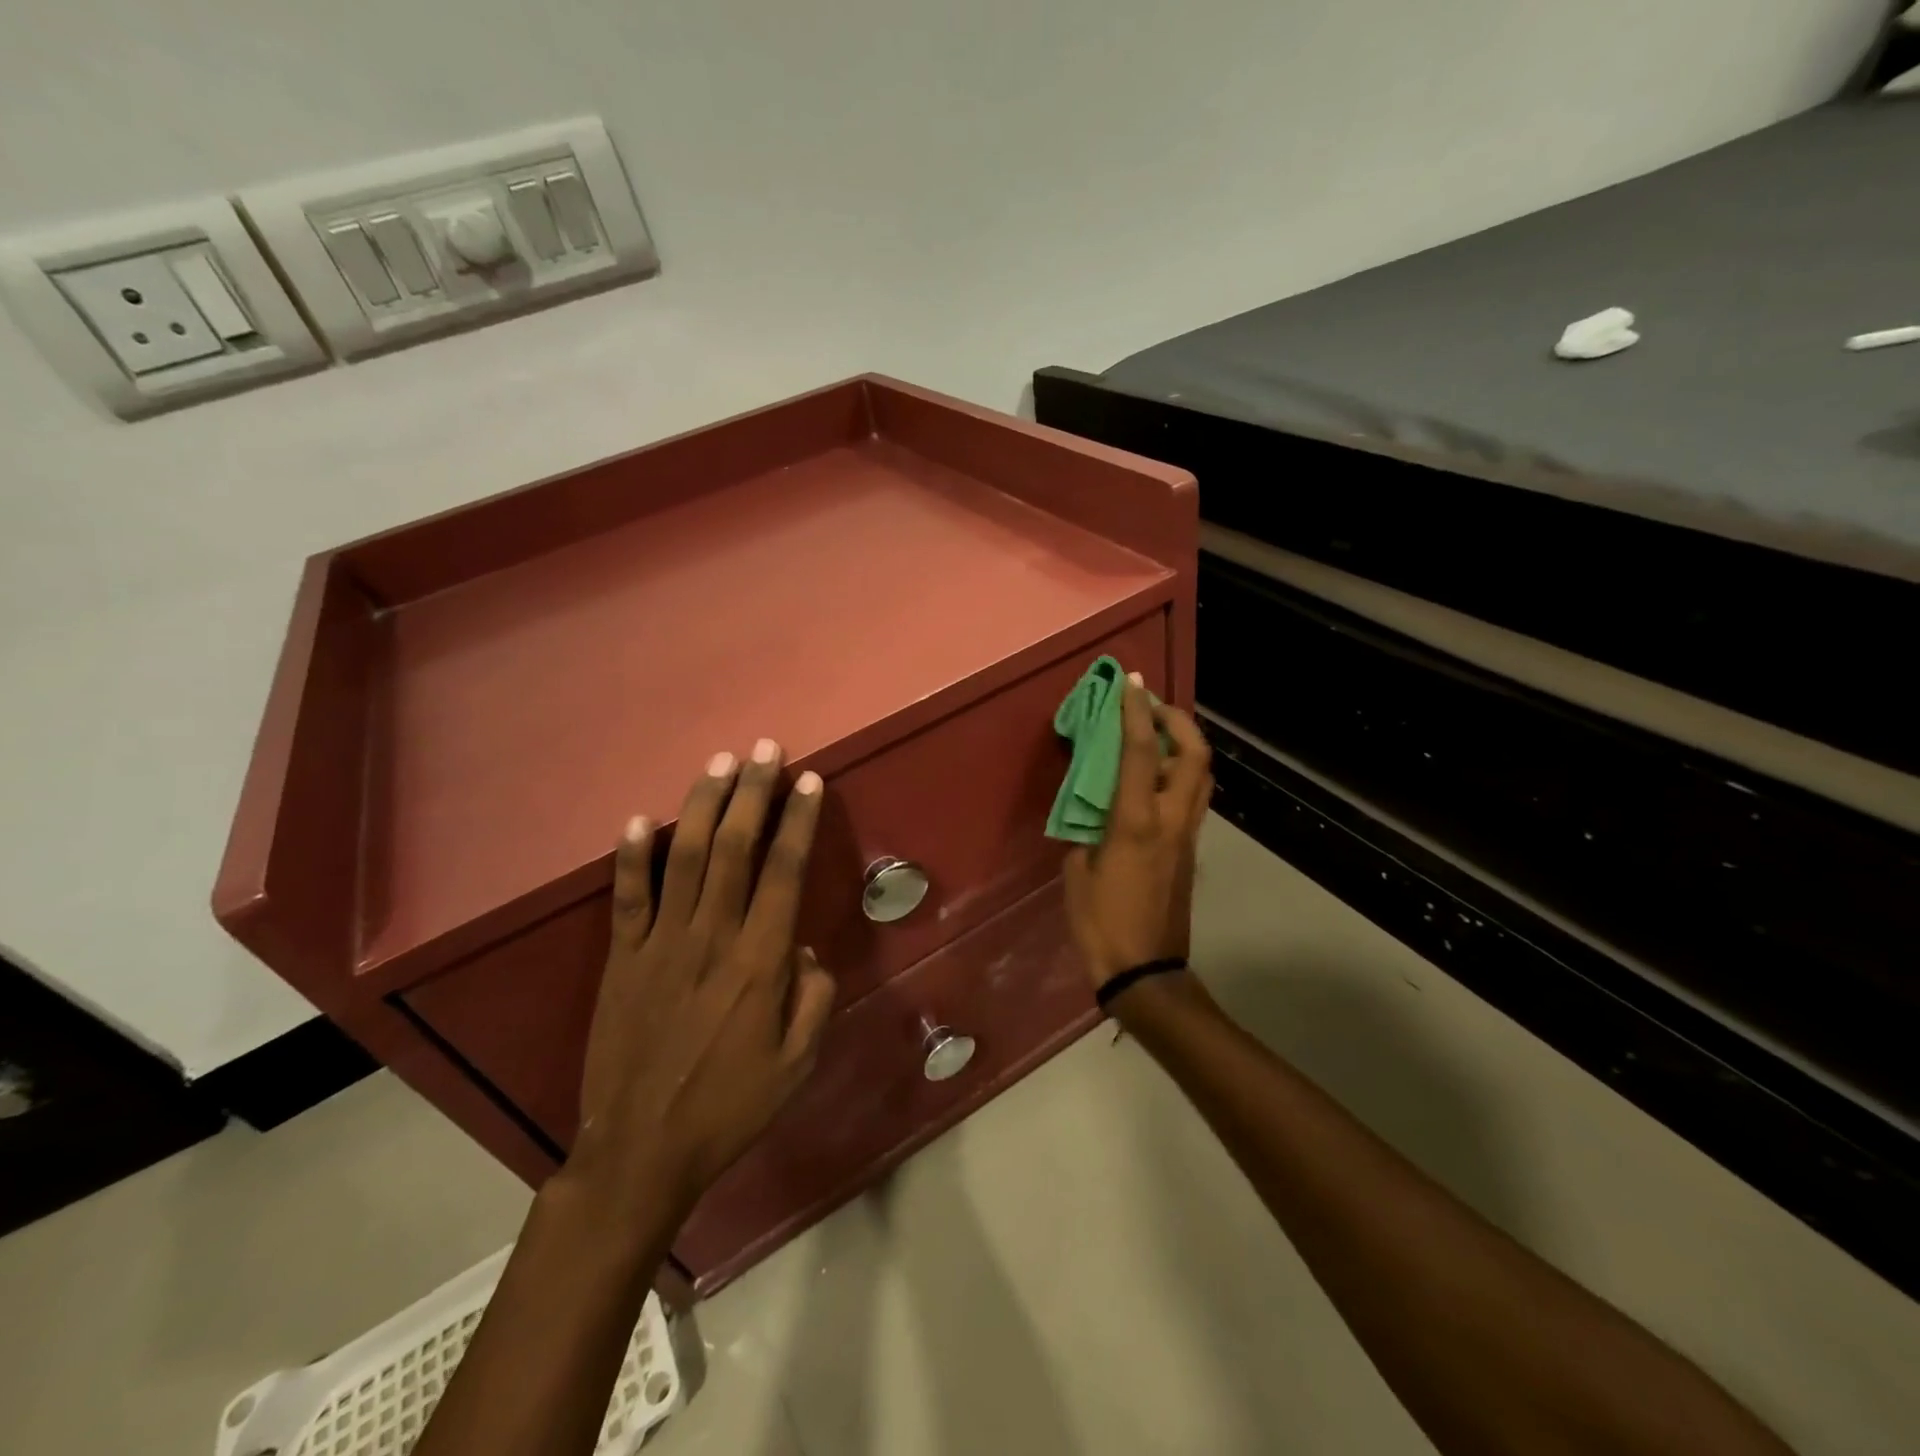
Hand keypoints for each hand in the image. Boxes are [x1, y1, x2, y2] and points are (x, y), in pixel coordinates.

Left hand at [573, 740, 836, 1218]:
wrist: (641, 1150)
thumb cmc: (730, 1107)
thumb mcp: (798, 1063)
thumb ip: (813, 997)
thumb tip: (803, 947)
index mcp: (760, 961)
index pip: (784, 871)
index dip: (798, 821)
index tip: (809, 780)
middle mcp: (711, 937)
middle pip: (735, 847)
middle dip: (753, 792)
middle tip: (765, 749)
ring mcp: (660, 943)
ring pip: (686, 857)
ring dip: (704, 805)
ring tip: (720, 763)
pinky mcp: (621, 959)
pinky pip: (627, 896)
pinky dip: (633, 855)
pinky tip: (641, 819)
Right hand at [1062, 677, 1212, 988]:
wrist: (1146, 971)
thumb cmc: (1101, 923)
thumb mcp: (1077, 872)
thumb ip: (1086, 832)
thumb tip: (1094, 814)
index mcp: (1137, 822)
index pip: (1140, 752)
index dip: (1137, 712)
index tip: (1133, 682)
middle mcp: (1171, 820)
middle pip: (1194, 755)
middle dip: (1178, 720)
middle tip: (1152, 707)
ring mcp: (1186, 835)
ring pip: (1201, 775)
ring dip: (1184, 745)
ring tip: (1156, 735)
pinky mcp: (1189, 850)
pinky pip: (1192, 798)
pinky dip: (1179, 773)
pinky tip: (1153, 778)